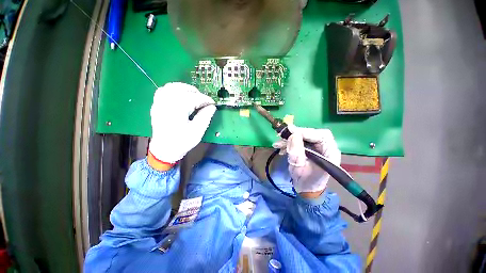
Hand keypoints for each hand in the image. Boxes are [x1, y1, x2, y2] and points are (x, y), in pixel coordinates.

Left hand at [149, 82, 215, 163]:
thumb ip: (205, 116)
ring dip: (185, 89)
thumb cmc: (182, 142)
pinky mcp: (156, 105)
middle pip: (182, 90)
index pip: (193, 98)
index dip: (205, 99)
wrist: (164, 150)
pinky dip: (173, 89)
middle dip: (196, 93)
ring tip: (194, 95)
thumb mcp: (197, 131)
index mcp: (177, 109)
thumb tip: (212, 106)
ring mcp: (159, 103)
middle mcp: (166, 103)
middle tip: (204, 101)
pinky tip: (180, 95)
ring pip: (172, 87)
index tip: (213, 103)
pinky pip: (163, 90)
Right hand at [273, 125, 340, 194]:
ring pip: (305, 136)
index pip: (322, 135)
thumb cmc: (305, 181)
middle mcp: (327, 147)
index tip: (290, 132)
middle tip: (283, 136)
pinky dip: (290, 142)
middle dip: (296, 134)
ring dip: (291, 138)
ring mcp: (319, 147)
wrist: (307, 189)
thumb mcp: (299, 168)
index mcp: (330, 153)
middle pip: (313, 134)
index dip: (306, 132)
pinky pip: (301, 141)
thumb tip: (293, 135)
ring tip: (279, 144)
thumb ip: (296, 152)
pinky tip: (281, 147)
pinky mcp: (311, 148)